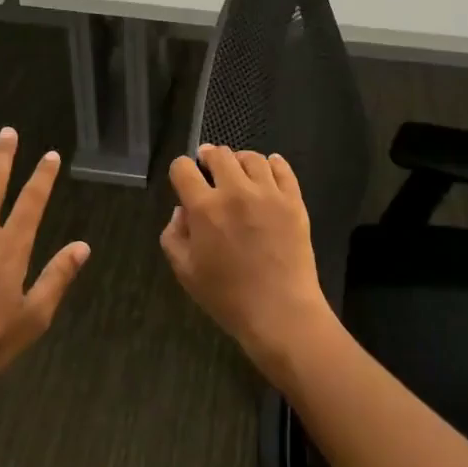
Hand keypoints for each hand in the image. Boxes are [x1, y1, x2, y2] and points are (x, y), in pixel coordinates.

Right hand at [159, 144, 336, 370]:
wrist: (280, 312)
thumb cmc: (227, 297)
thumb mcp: (186, 272)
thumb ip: (174, 236)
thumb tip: (182, 211)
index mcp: (204, 208)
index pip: (183, 168)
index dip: (180, 170)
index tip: (183, 178)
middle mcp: (235, 191)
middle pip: (218, 154)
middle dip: (208, 157)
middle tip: (208, 167)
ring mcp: (268, 193)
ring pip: (251, 157)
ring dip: (239, 160)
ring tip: (238, 171)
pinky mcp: (293, 201)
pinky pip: (283, 169)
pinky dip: (273, 164)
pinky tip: (268, 170)